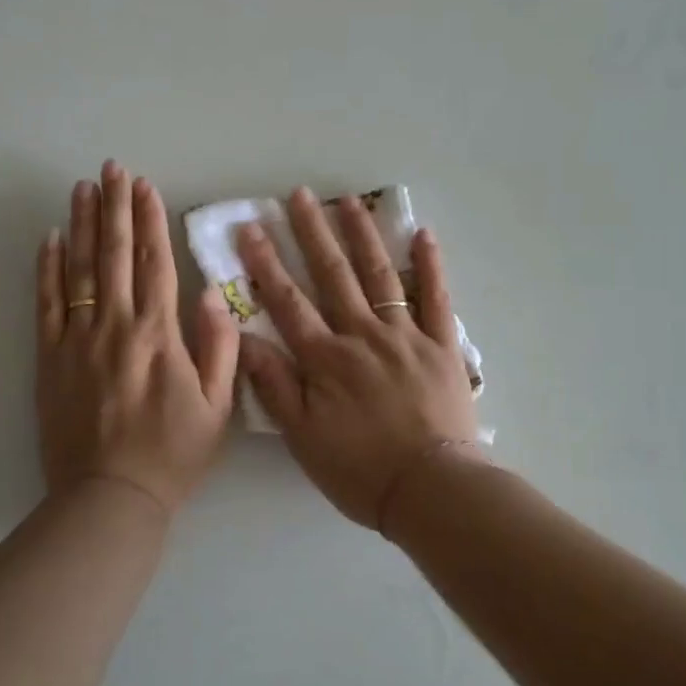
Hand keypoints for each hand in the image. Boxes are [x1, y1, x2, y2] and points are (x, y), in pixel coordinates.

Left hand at [36, 161, 237, 515]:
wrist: (110, 497)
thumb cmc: (173, 453)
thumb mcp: (217, 406)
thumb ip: (220, 346)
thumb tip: (214, 293)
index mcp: (159, 334)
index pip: (155, 262)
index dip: (150, 220)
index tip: (144, 185)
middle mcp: (116, 326)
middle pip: (115, 254)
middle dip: (114, 207)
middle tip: (110, 168)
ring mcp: (77, 340)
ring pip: (79, 269)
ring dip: (82, 225)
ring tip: (82, 188)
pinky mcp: (49, 359)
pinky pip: (47, 304)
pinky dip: (47, 268)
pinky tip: (50, 239)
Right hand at [237, 188, 481, 530]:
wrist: (430, 489)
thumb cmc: (360, 469)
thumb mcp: (302, 436)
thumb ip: (273, 385)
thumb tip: (244, 338)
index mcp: (325, 358)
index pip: (288, 301)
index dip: (265, 264)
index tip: (250, 228)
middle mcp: (363, 334)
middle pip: (333, 275)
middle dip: (312, 233)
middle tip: (299, 195)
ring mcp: (406, 335)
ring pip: (380, 275)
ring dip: (362, 235)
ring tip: (348, 201)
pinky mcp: (441, 345)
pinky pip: (436, 298)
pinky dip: (429, 265)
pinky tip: (422, 235)